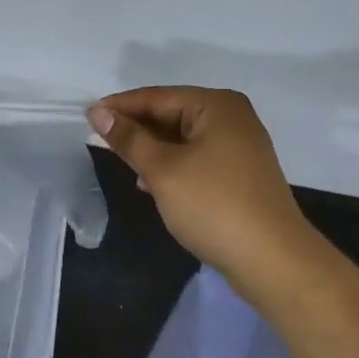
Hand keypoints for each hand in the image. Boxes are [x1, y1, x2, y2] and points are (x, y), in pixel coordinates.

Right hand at [88, 87, 306, 276]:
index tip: (86, 117)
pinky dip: (171, 166)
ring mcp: (239, 146)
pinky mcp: (240, 173)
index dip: (120, 107)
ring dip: (151, 150)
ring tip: (122, 164)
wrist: (272, 260)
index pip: (157, 97)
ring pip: (182, 138)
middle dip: (136, 130)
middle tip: (98, 141)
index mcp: (216, 105)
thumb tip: (97, 112)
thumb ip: (128, 139)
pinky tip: (150, 184)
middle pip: (171, 114)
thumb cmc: (213, 205)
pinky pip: (196, 158)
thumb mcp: (162, 169)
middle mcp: (232, 117)